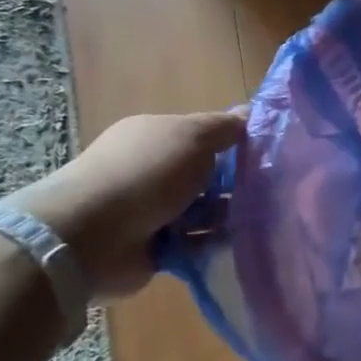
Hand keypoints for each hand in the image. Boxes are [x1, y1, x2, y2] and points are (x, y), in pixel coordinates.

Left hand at [10, 112, 242, 297]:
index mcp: (154, 137)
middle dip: (234, 183)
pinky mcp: (154, 248)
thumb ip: (225, 127)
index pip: (202, 136)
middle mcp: (150, 171)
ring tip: (259, 220)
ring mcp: (150, 212)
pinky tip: (237, 244)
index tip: (264, 154)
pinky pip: (195, 244)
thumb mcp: (193, 137)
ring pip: (203, 211)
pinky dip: (213, 244)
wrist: (91, 237)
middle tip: (269, 190)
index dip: (232, 142)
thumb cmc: (147, 174)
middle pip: (205, 175)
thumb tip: (251, 112)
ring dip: (226, 216)